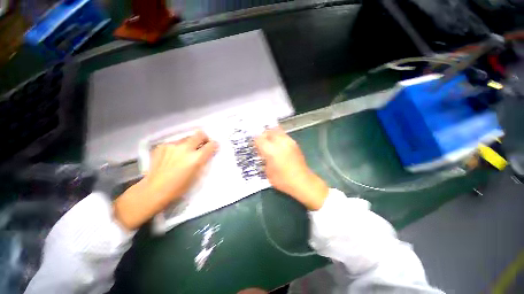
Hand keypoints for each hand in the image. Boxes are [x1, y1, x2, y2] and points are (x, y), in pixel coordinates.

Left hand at [114, 130, 217, 229]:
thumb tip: (208, 152)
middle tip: (203, 144)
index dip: (214, 145)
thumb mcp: (197, 175)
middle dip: (204, 138)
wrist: (154, 189)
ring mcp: (172, 146)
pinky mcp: (162, 146)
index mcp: (196, 158)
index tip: (214, 147)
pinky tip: (174, 156)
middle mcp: (185, 148)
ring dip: (190, 143)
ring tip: (185, 152)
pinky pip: (175, 142)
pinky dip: (178, 147)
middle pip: (200, 134)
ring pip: (187, 137)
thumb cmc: (179, 186)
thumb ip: (204, 161)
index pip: (211, 145)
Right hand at [254, 127, 327, 210]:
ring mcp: (289, 141)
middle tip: (261, 142)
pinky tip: (278, 145)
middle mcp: (280, 143)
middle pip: (268, 131)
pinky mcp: (294, 143)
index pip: (259, 139)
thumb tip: (262, 152)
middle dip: (263, 135)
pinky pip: (284, 135)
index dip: (254, 141)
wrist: (302, 181)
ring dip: (271, 134)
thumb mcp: (268, 172)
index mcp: (271, 151)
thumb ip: (264, 159)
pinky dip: (279, 137)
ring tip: (270, 142)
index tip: (254, 145)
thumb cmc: (282, 180)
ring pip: (277, 130)